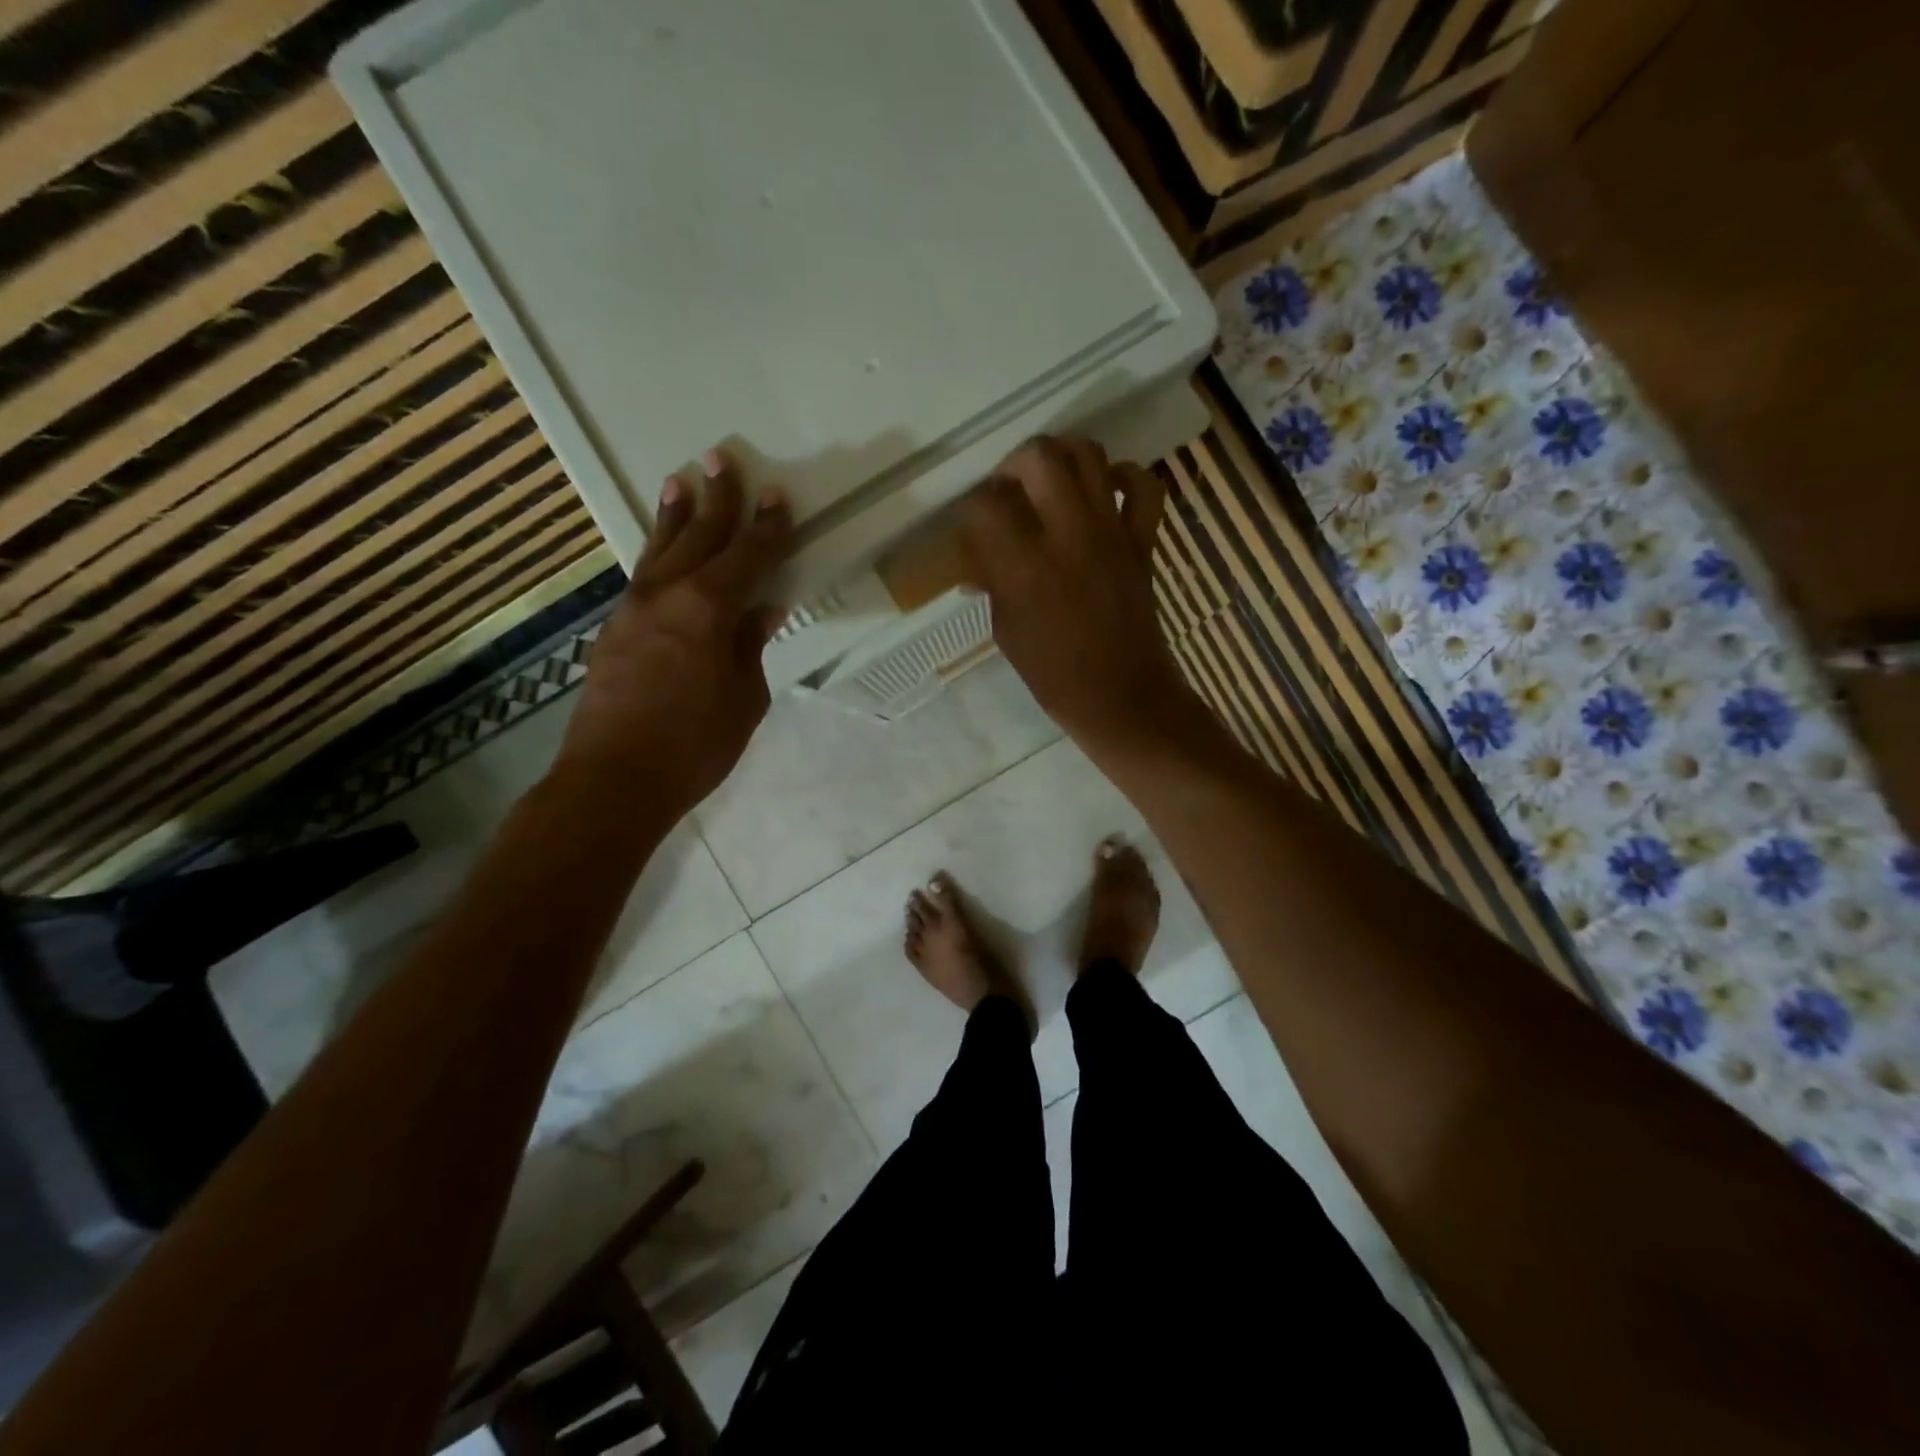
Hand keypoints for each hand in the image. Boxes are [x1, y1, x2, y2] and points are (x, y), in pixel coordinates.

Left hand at [553, 448, 790, 824]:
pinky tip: (662, 550)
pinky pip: (643, 577)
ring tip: (681, 481)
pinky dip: (657, 553)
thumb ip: (750, 646)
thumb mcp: (744, 698)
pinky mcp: (614, 630)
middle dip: (717, 499)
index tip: (776, 496)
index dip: (766, 526)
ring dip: (675, 515)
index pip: (746, 556)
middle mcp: (668, 595)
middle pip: (699, 537)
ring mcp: (634, 609)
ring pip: (660, 549)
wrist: (615, 778)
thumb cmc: (695, 744)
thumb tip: (761, 610)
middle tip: (723, 458)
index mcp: (708, 609)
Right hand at [957, 436, 1210, 761]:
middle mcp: (1067, 534)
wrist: (1121, 695)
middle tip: (1010, 489)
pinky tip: (1107, 490)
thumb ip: (993, 584)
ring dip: (1063, 457)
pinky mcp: (1142, 540)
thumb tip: (978, 562)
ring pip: (1088, 454)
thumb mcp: (1006, 630)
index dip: (972, 509)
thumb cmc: (1053, 674)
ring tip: (1050, 481)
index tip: (973, 526)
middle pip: (1038, 456)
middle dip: (1014, 464)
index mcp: (1024, 565)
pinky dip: (1126, 477)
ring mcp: (1110, 532)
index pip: (985, 504)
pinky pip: (1144, 486)